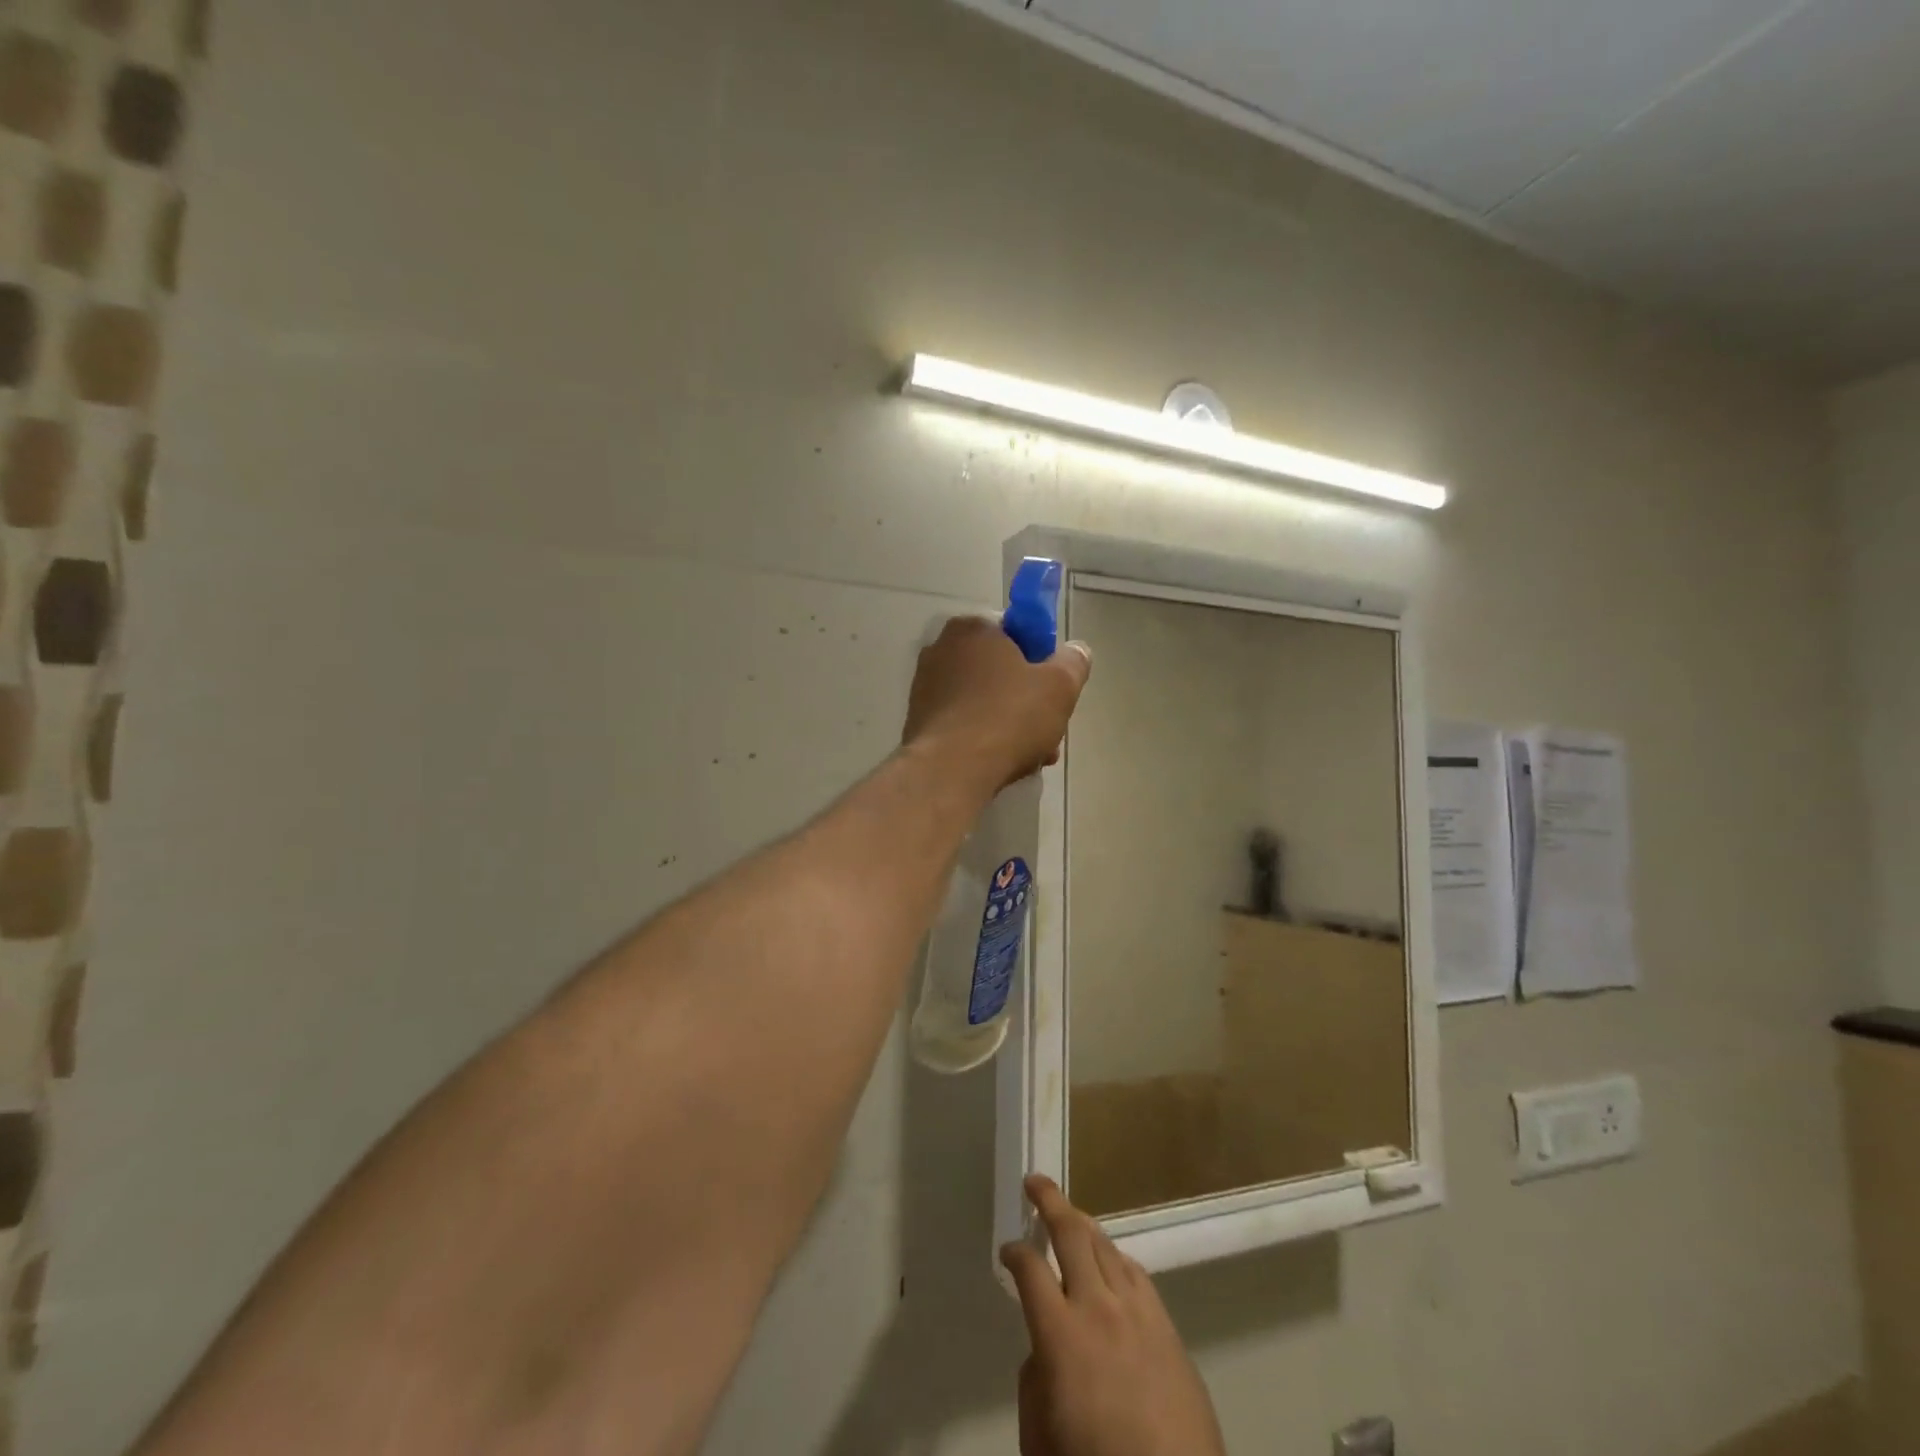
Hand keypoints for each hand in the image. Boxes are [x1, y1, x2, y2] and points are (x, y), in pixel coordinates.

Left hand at [902, 618, 1091, 790]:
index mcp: (973, 628)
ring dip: (1008, 724)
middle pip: (999, 672)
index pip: (1015, 634)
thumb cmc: (1008, 717)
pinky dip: (982, 739)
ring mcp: (925, 687)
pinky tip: (1001, 764)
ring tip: (1031, 757)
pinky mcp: (918, 721)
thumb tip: (1076, 651)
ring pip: (982, 702)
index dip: (1040, 661)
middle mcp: (941, 650)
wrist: (951, 770)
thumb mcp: (1059, 686)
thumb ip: (1073, 663)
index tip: (1053, 691)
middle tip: (1047, 730)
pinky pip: (962, 724)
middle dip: (1026, 700)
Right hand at [1001, 1176, 1226, 1455]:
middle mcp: (1100, 1309)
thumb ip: (1034, 1383)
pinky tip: (1111, 1262)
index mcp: (1061, 1336)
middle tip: (1035, 1183)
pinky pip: (1138, 1275)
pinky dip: (1117, 1258)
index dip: (1014, 1252)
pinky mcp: (1169, 1330)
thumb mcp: (1040, 1440)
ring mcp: (1140, 1314)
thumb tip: (1044, 1348)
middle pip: (1072, 1234)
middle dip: (1050, 1201)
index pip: (1030, 1269)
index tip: (1007, 1250)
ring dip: (1085, 1224)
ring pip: (1107, 1246)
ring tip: (1070, 1215)